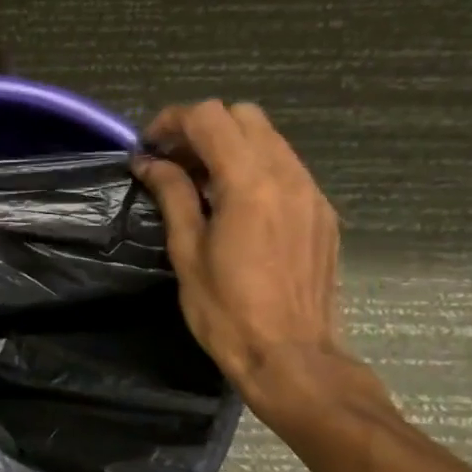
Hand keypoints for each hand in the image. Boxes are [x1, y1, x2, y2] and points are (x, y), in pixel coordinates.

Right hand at [132, 102, 375, 420]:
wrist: (292, 356)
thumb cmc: (227, 312)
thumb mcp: (187, 253)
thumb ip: (173, 196)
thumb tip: (150, 163)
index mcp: (250, 183)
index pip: (210, 117)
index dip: (172, 122)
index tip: (149, 148)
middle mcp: (288, 174)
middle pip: (244, 116)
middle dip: (202, 128)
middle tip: (173, 164)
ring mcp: (312, 192)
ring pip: (269, 138)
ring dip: (229, 146)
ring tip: (200, 184)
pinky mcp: (322, 212)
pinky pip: (287, 168)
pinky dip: (255, 168)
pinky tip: (236, 206)